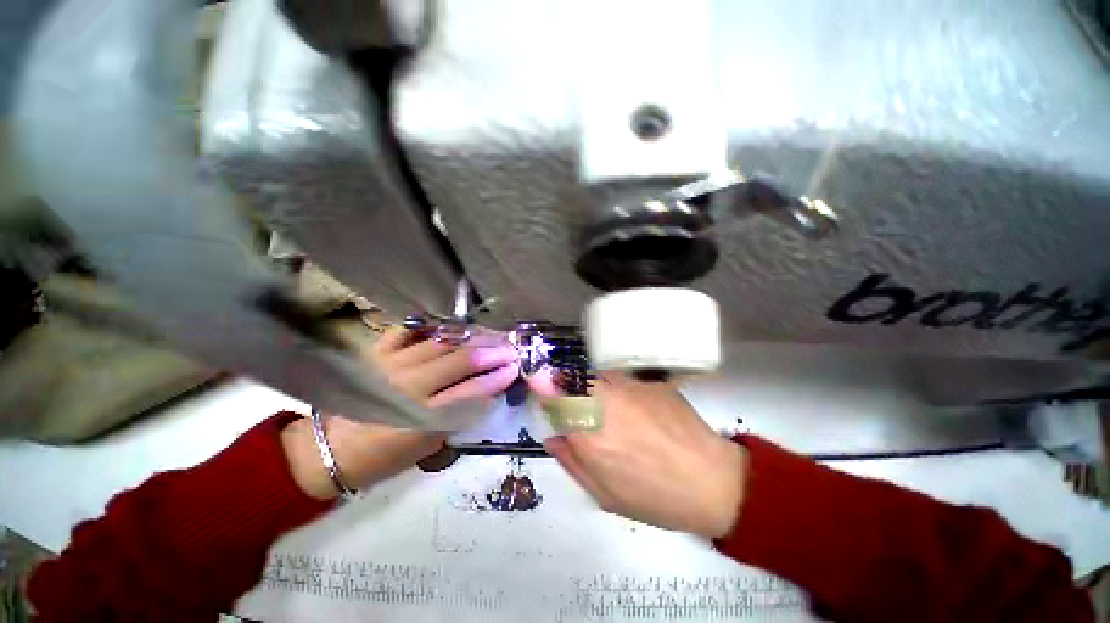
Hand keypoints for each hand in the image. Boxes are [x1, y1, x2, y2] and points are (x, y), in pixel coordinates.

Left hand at [284, 324, 519, 499]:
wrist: (329, 448)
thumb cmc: (383, 456)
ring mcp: (390, 363)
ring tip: (492, 333)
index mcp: (422, 416)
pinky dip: (431, 326)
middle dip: (492, 351)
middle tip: (511, 346)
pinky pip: (408, 330)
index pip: (471, 390)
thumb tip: (488, 390)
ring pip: (441, 341)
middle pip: (460, 360)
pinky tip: (451, 326)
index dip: (497, 377)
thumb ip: (460, 415)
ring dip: (471, 336)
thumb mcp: (428, 445)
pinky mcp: (376, 353)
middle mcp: (408, 385)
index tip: (515, 367)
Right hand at [530, 371, 747, 538]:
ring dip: (588, 384)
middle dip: (565, 385)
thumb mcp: (604, 495)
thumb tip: (552, 436)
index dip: (543, 389)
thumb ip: (571, 462)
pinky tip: (628, 402)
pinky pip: (618, 374)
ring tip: (604, 406)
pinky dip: (612, 383)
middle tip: (574, 403)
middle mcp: (604, 402)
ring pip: (593, 372)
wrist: (712, 481)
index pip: (551, 395)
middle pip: (570, 376)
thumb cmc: (654, 497)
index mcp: (588, 434)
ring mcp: (628, 386)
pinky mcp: (649, 379)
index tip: (545, 394)